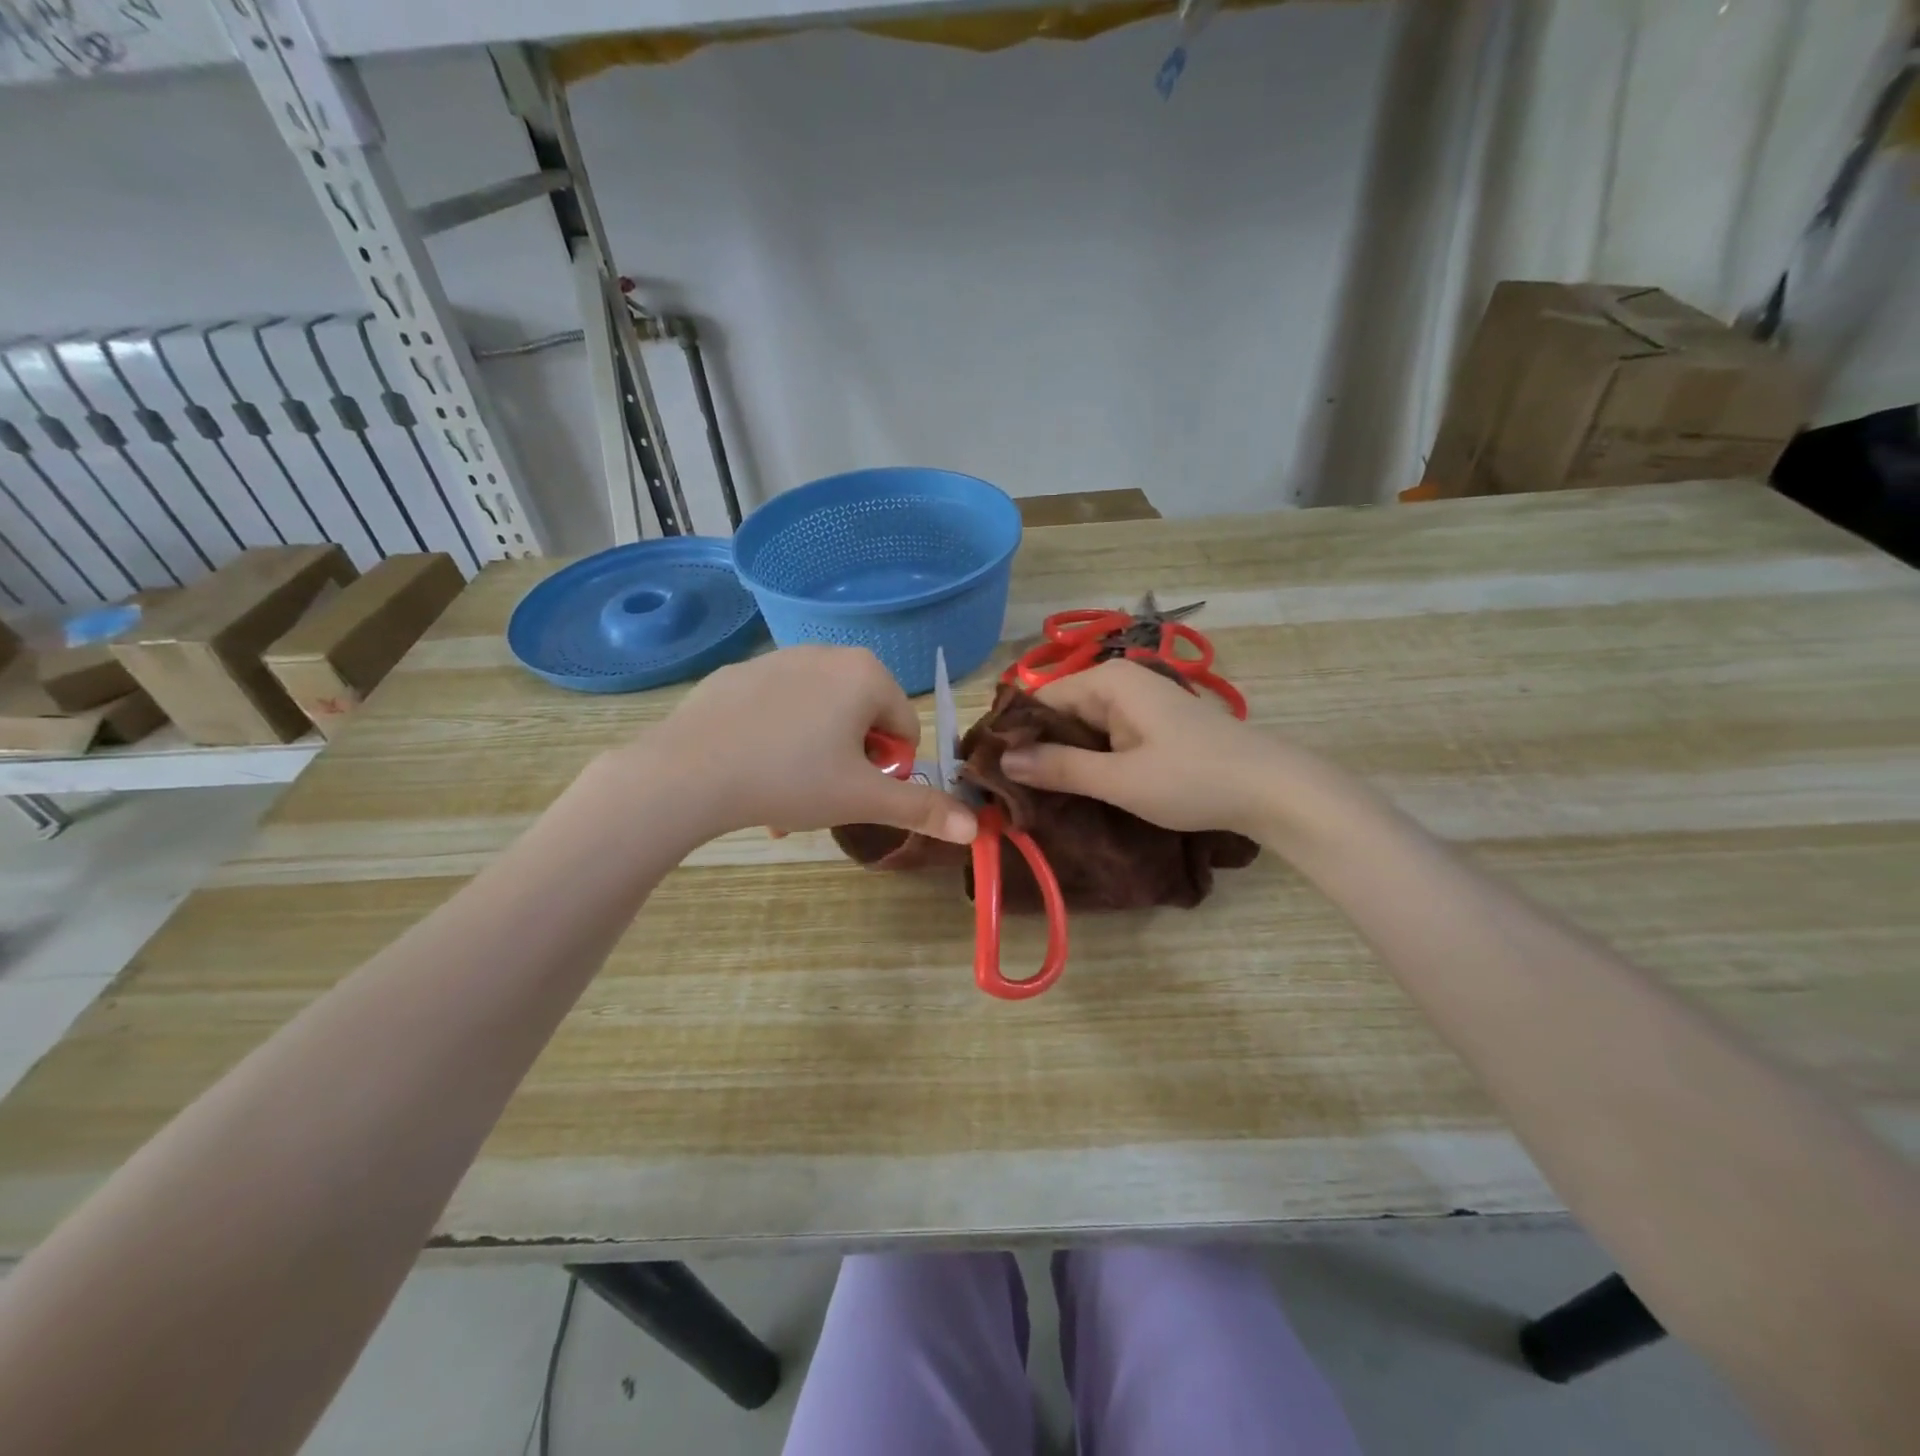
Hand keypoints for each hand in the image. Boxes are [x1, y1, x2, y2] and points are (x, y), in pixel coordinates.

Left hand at [628, 646, 975, 844]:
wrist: (688, 773)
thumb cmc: (791, 779)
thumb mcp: (862, 799)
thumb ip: (922, 809)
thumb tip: (977, 829)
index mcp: (866, 674)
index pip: (904, 726)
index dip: (888, 768)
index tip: (856, 791)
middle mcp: (827, 653)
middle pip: (861, 718)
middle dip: (850, 761)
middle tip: (821, 793)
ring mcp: (778, 659)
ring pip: (818, 715)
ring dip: (815, 755)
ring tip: (785, 793)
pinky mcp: (738, 674)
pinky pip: (777, 707)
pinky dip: (778, 738)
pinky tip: (752, 771)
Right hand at [999, 660, 1282, 835]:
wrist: (1272, 789)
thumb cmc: (1193, 779)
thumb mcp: (1120, 779)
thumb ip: (1060, 767)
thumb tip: (1003, 761)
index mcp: (1107, 681)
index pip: (1038, 700)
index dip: (1013, 735)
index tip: (990, 773)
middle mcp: (1120, 682)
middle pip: (1059, 712)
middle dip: (1035, 749)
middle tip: (1007, 793)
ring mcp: (1138, 703)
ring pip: (1081, 728)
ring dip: (1061, 759)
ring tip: (1032, 797)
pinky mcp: (1151, 726)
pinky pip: (1105, 737)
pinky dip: (1088, 760)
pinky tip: (1075, 789)